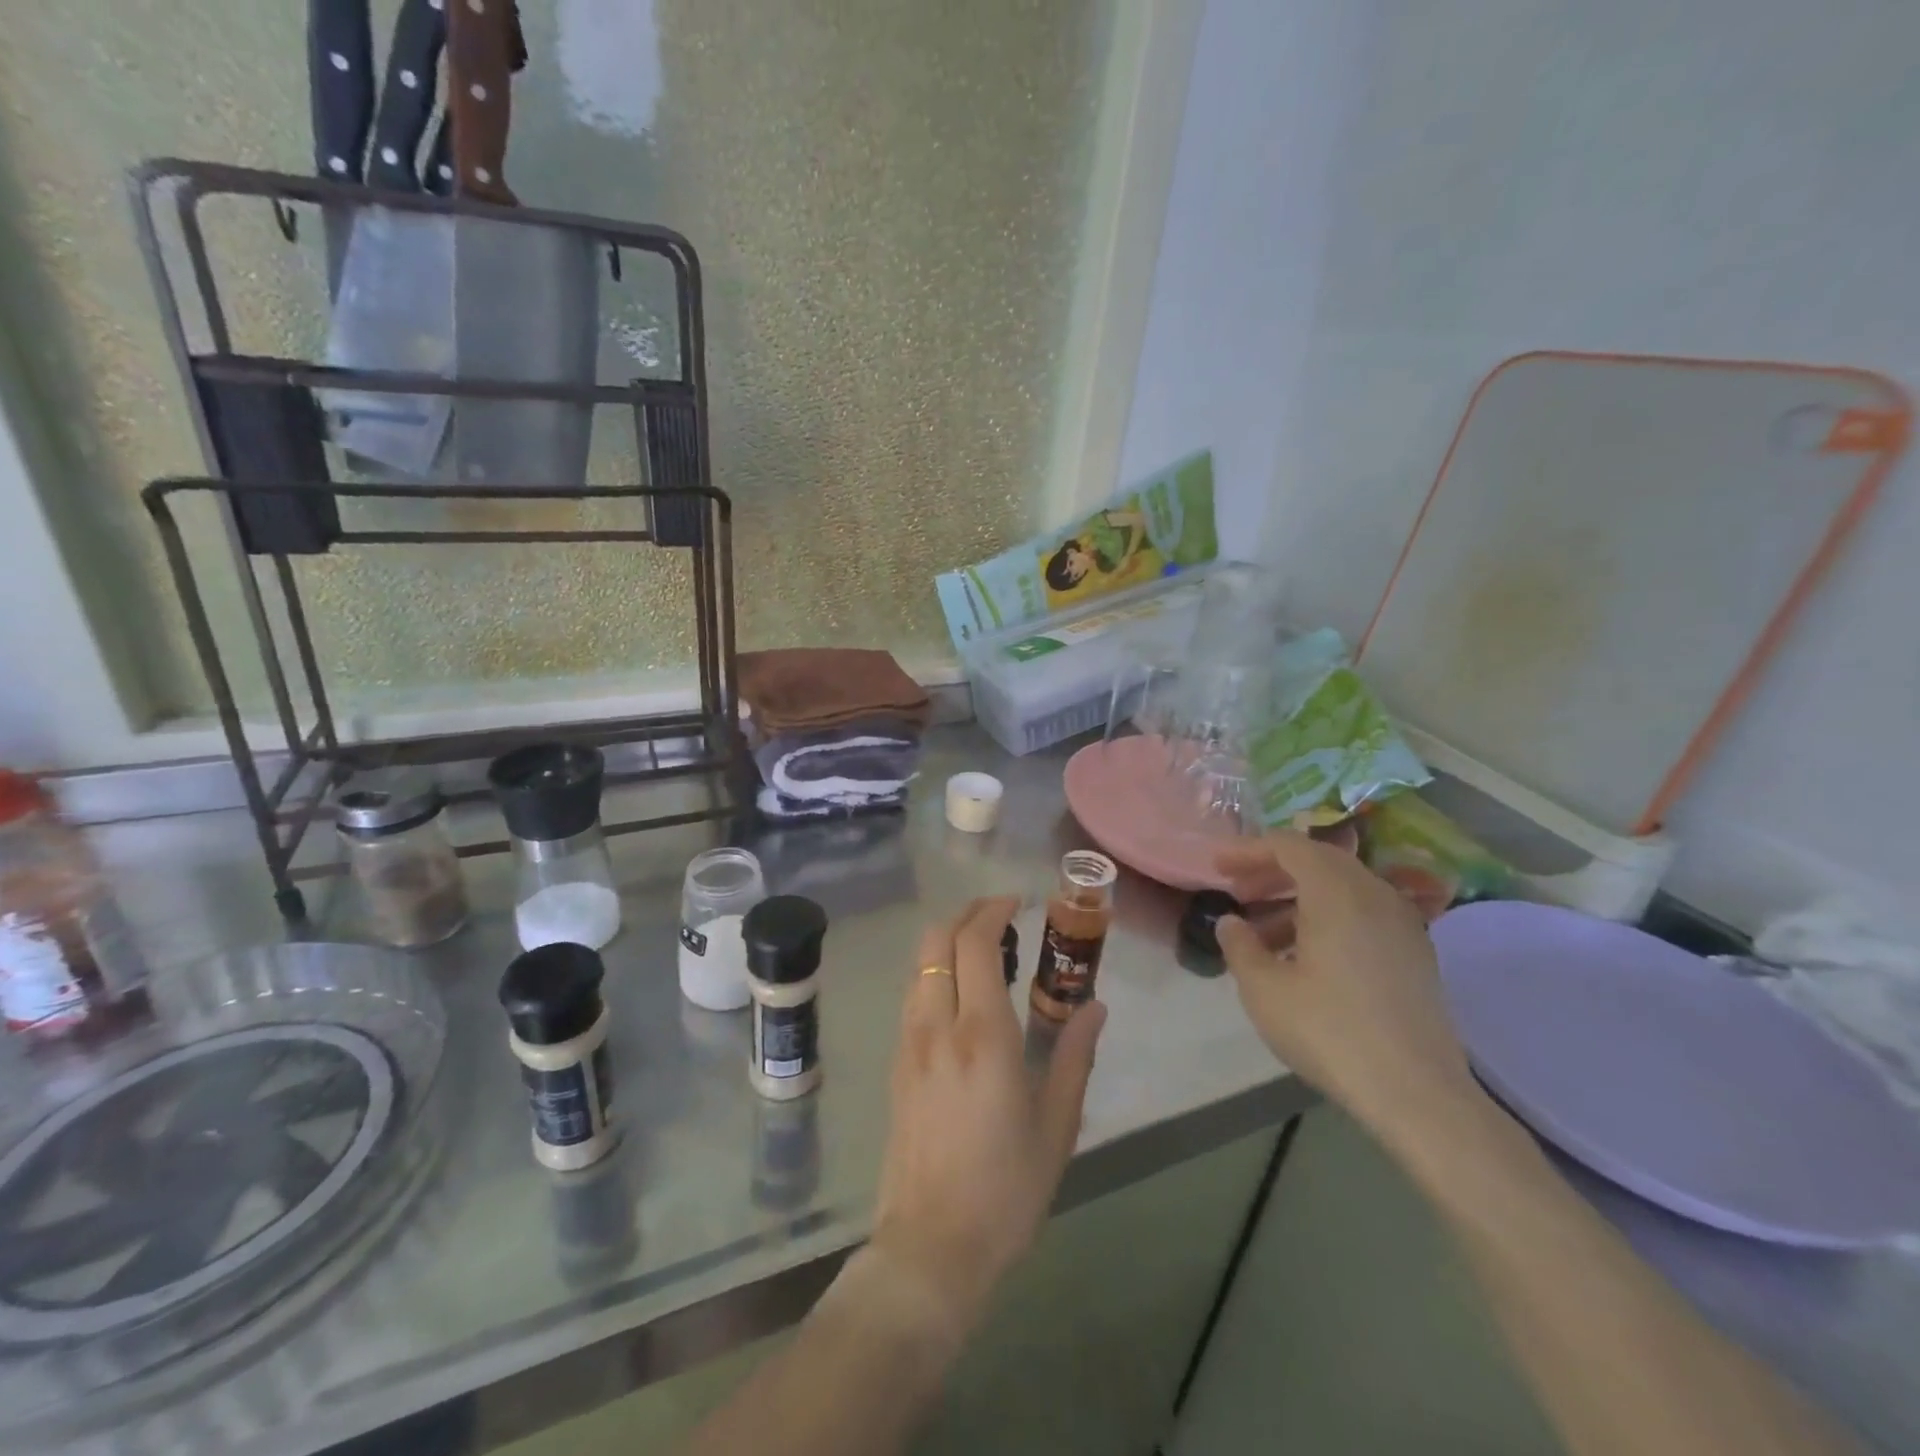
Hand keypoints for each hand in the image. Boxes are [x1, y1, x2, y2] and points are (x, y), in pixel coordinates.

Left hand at [870, 897, 1106, 1335]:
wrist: (931, 1247)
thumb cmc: (1006, 1189)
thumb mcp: (1057, 1125)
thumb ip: (1075, 1056)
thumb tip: (1095, 1006)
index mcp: (983, 1035)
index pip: (976, 944)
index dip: (993, 910)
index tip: (1017, 902)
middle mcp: (938, 1025)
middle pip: (936, 941)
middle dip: (966, 915)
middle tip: (1001, 917)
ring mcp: (909, 1043)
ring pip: (918, 965)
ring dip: (947, 942)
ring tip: (983, 951)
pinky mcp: (897, 1064)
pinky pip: (912, 995)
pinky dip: (934, 972)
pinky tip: (959, 994)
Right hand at [1214, 832, 1477, 1143]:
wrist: (1417, 1094)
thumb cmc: (1329, 1031)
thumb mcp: (1264, 989)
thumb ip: (1240, 945)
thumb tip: (1231, 922)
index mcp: (1337, 892)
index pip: (1288, 845)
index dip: (1248, 850)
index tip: (1217, 867)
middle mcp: (1375, 894)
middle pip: (1318, 861)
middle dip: (1272, 871)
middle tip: (1237, 892)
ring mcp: (1402, 923)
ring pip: (1342, 888)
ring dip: (1298, 898)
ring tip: (1263, 932)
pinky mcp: (1415, 953)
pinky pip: (1363, 913)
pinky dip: (1328, 917)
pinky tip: (1304, 956)